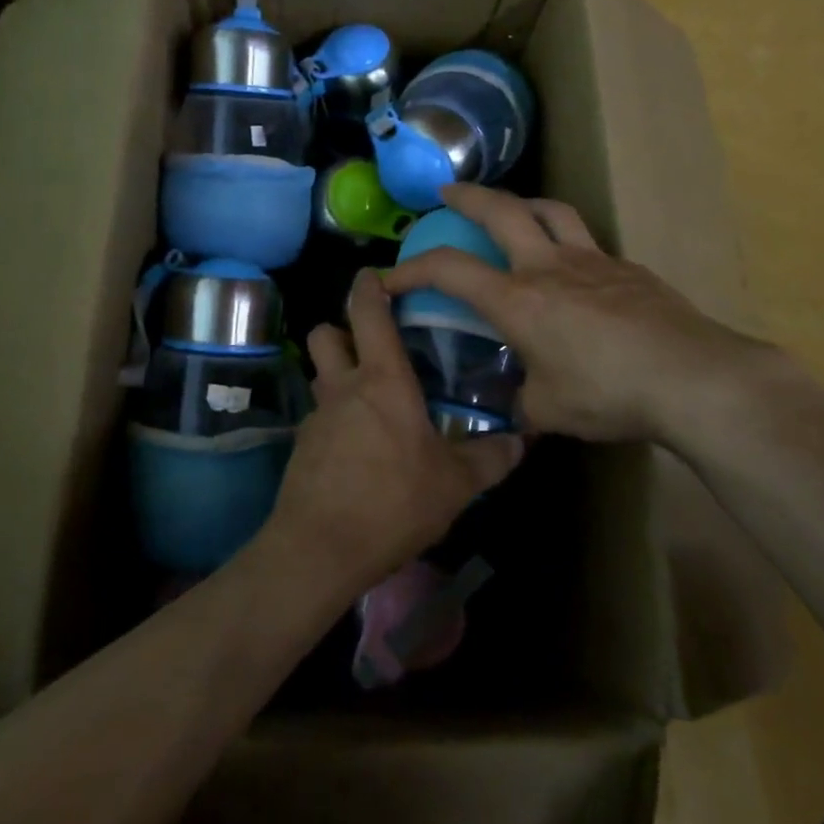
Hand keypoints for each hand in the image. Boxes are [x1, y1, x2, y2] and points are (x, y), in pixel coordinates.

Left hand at [258, 269, 524, 597]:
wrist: (319, 549)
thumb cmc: (393, 502)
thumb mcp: (454, 484)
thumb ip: (489, 458)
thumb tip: (521, 441)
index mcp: (382, 379)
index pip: (368, 312)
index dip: (368, 286)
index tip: (374, 274)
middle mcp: (344, 387)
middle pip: (325, 334)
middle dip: (341, 329)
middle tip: (371, 344)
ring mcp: (317, 417)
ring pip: (319, 375)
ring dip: (337, 374)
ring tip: (369, 398)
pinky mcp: (301, 448)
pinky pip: (318, 416)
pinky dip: (334, 419)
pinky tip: (356, 448)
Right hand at [382, 185, 774, 442]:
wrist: (692, 377)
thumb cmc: (609, 392)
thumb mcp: (551, 411)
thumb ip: (524, 403)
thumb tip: (517, 407)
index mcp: (519, 300)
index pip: (450, 270)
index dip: (413, 268)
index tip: (391, 276)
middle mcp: (549, 267)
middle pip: (502, 210)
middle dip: (468, 195)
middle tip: (449, 192)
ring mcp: (594, 261)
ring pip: (551, 211)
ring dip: (524, 203)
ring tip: (513, 209)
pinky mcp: (629, 268)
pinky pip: (589, 244)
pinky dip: (569, 243)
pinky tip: (576, 271)